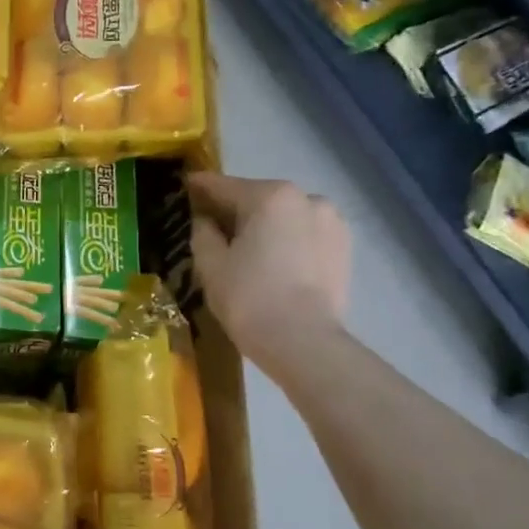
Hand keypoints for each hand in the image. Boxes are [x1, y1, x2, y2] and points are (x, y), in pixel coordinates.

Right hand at [189, 173, 349, 378]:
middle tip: (212, 227)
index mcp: (270, 196)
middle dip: (235, 210)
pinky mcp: (344, 248)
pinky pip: (304, 235)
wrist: (303, 342)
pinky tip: (273, 263)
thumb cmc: (249, 298)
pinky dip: (286, 241)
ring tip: (246, 250)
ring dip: (264, 226)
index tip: (185, 186)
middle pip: (258, 199)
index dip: (200, 187)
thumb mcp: (211, 264)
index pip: (224, 186)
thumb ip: (203, 232)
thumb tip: (205, 220)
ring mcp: (331, 222)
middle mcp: (306, 198)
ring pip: (285, 217)